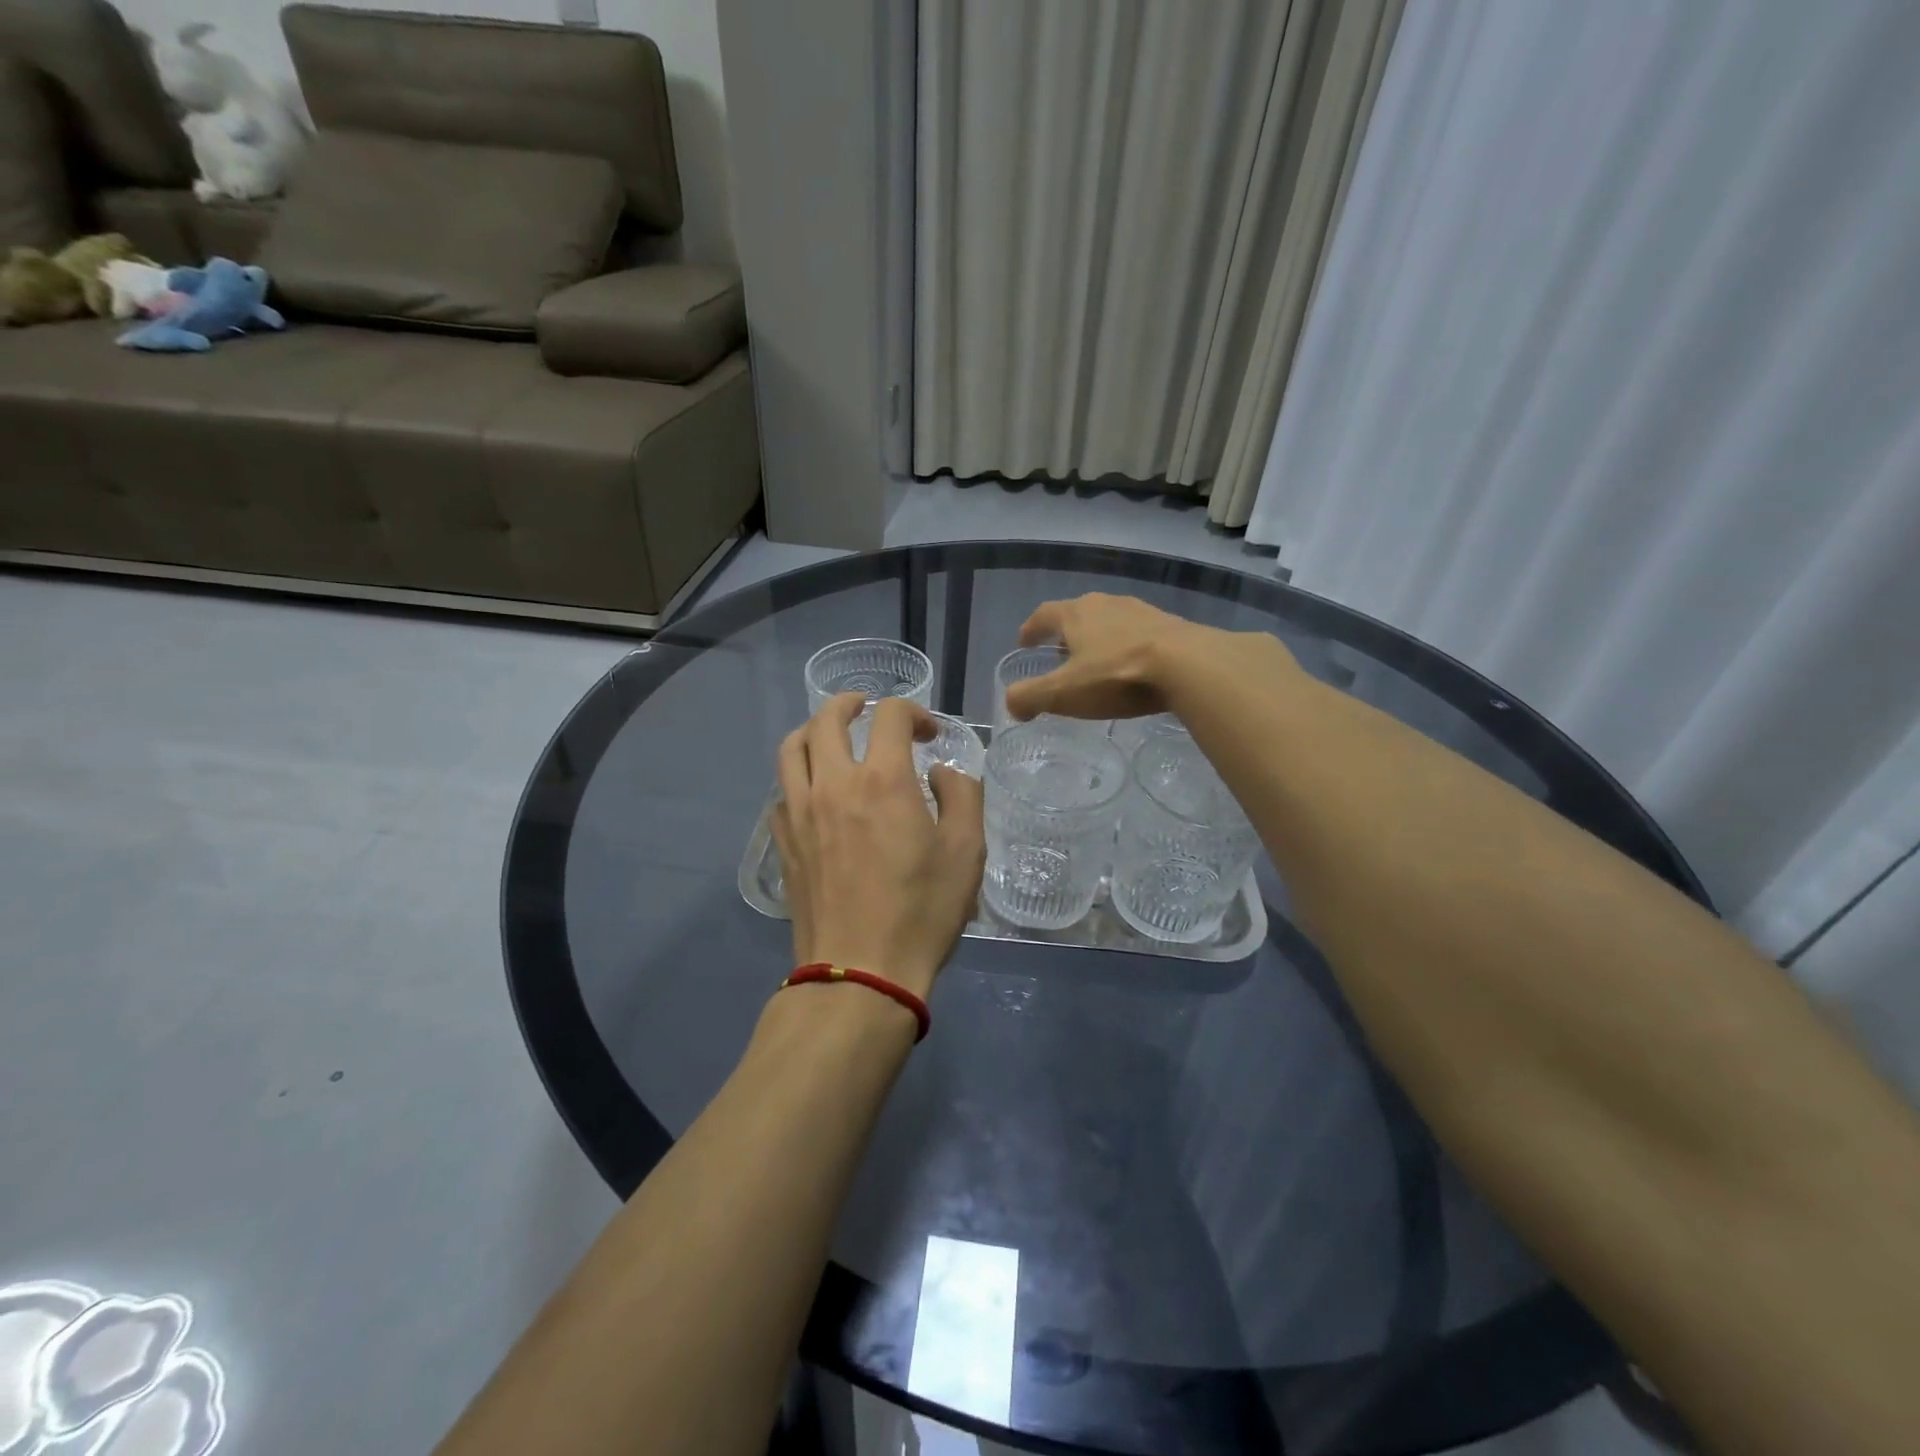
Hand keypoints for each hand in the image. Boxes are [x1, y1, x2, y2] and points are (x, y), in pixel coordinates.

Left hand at [771, 694, 985, 999]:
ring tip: (833, 737)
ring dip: (815, 730)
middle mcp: (833, 783)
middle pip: (827, 717)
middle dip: (852, 703)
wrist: (860, 971)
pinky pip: (781, 789)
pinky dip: (799, 774)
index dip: (914, 711)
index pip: (890, 715)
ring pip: (792, 747)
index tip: (929, 733)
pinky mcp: (783, 841)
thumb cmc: (922, 911)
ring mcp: (799, 812)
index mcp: (883, 780)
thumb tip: (940, 774)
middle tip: (869, 710)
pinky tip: (816, 791)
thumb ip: (961, 796)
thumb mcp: (967, 852)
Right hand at [1005, 593, 1296, 722]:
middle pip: (1078, 614)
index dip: (1030, 629)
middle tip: (1060, 656)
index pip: (1044, 615)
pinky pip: (1139, 635)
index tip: (1024, 643)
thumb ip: (1029, 697)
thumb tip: (1012, 704)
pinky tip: (1133, 668)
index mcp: (1076, 614)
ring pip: (1110, 622)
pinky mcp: (1171, 626)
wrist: (1188, 665)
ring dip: (1098, 639)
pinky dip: (1127, 648)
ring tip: (1097, 663)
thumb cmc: (1117, 675)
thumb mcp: (1063, 693)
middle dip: (1066, 634)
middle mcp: (1107, 604)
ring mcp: (1142, 612)